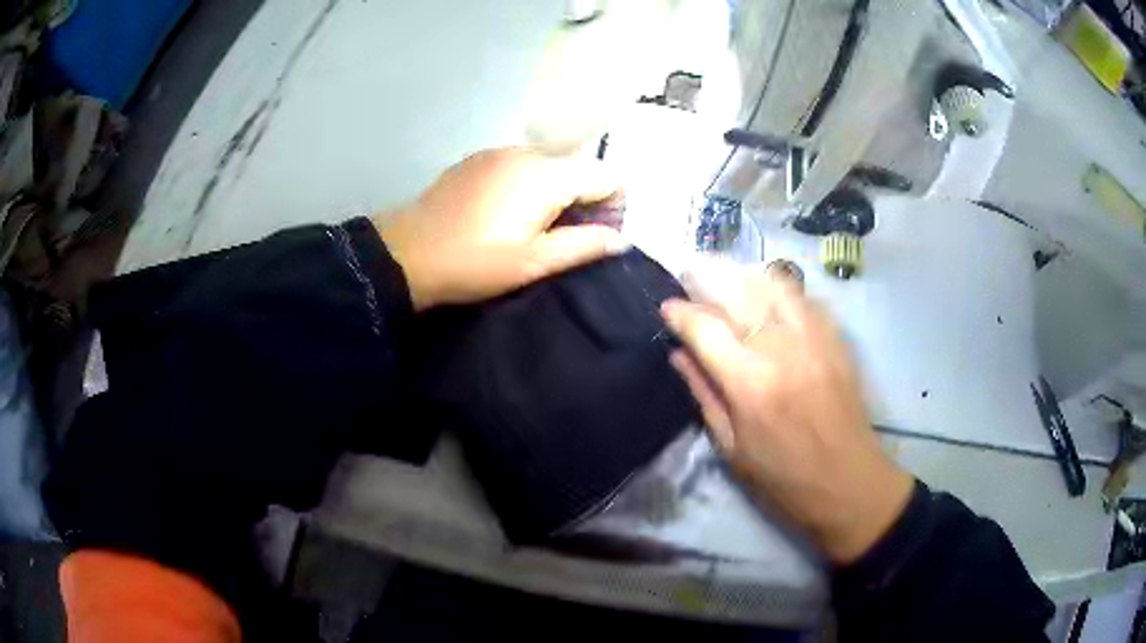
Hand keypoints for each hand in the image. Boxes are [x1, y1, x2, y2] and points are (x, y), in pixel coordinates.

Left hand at [375, 147, 627, 310]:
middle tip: (565, 239)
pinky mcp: (475, 160)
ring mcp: (497, 152)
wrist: (406, 254)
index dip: (613, 206)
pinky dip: (527, 185)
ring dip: (554, 193)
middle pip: (577, 168)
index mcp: (546, 175)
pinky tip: (505, 214)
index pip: (606, 176)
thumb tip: (620, 238)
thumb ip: (584, 246)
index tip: (596, 237)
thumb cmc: (474, 262)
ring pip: (547, 166)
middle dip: (584, 200)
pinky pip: (518, 166)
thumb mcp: (534, 262)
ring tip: (534, 229)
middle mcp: (526, 153)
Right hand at [660, 262, 912, 563]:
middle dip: (707, 276)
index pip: (705, 327)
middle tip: (690, 274)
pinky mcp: (836, 338)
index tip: (667, 308)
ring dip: (743, 274)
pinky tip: (769, 294)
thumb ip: (704, 394)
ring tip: (727, 276)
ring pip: (773, 283)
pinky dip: (780, 288)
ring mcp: (814, 338)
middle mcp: (781, 348)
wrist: (848, 482)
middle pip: (738, 291)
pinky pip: (804, 296)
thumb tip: (679, 354)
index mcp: (749, 383)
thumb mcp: (731, 448)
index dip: (680, 312)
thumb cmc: (782, 477)